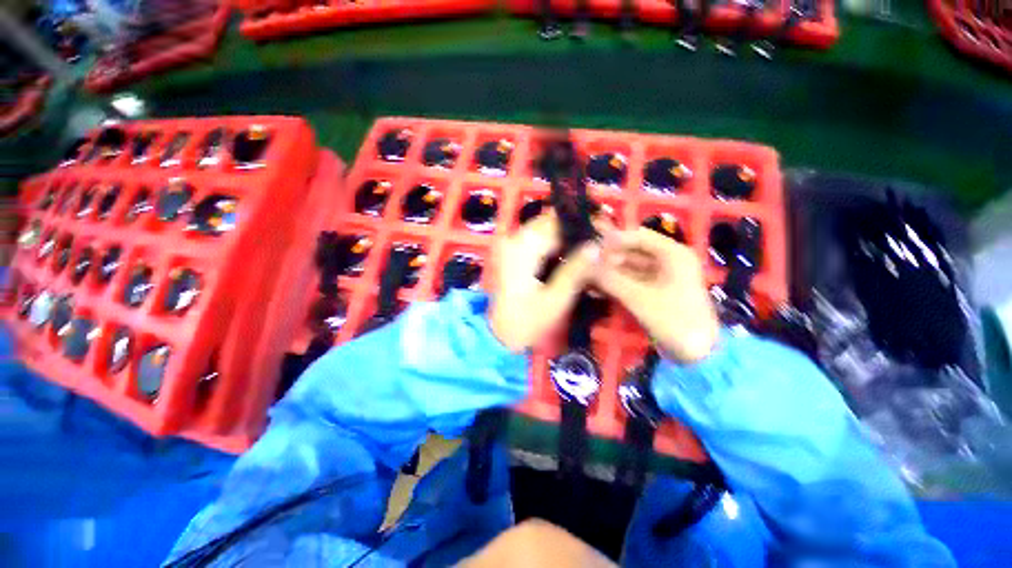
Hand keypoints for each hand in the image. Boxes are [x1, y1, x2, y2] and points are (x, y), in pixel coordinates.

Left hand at [488, 213, 600, 352]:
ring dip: (567, 236)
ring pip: (546, 229)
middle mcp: (514, 239)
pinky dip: (556, 244)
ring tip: (589, 248)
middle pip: (550, 222)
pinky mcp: (514, 253)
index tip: (604, 231)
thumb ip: (576, 270)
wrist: (501, 333)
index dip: (581, 223)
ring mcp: (512, 245)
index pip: (556, 222)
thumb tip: (596, 244)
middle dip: (575, 229)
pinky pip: (539, 239)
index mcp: (522, 248)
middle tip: (599, 242)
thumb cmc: (528, 321)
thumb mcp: (556, 298)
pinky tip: (571, 255)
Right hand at [595, 227, 719, 362]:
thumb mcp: (639, 298)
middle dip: (608, 259)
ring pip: (629, 268)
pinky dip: (616, 285)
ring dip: (609, 273)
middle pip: (632, 252)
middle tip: (585, 266)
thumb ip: (611, 279)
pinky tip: (597, 291)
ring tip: (586, 279)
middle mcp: (668, 261)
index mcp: (673, 254)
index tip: (590, 247)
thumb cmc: (673, 320)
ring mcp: (662, 277)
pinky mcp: (655, 291)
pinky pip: (632, 282)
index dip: (614, 240)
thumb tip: (586, 263)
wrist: (698, 353)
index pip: (639, 237)